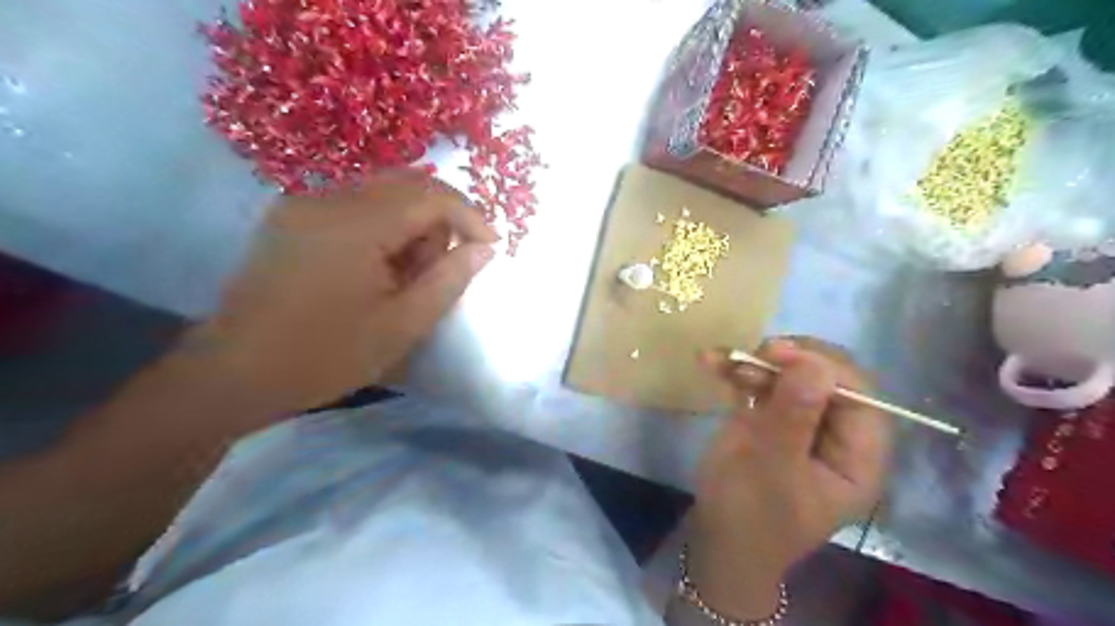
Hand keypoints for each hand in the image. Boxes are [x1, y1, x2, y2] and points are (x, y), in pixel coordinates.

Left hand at [187, 169, 495, 418]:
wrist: (233, 374)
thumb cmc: (325, 356)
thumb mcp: (402, 325)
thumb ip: (449, 279)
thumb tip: (484, 248)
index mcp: (355, 225)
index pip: (431, 196)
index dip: (470, 216)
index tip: (491, 246)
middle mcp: (326, 199)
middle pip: (406, 184)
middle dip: (440, 219)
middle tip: (443, 267)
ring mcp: (302, 204)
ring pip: (381, 192)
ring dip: (411, 224)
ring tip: (406, 275)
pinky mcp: (290, 217)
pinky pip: (353, 205)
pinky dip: (382, 227)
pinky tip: (377, 268)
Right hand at [695, 338, 895, 614]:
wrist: (715, 539)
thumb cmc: (750, 515)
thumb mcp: (772, 468)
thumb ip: (794, 415)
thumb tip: (814, 363)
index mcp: (857, 456)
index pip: (859, 396)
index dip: (825, 367)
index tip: (781, 354)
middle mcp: (835, 434)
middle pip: (826, 378)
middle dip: (789, 360)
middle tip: (754, 354)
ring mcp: (801, 423)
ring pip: (791, 375)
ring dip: (755, 363)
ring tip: (719, 360)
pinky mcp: (771, 418)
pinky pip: (762, 384)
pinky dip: (737, 371)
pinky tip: (711, 362)